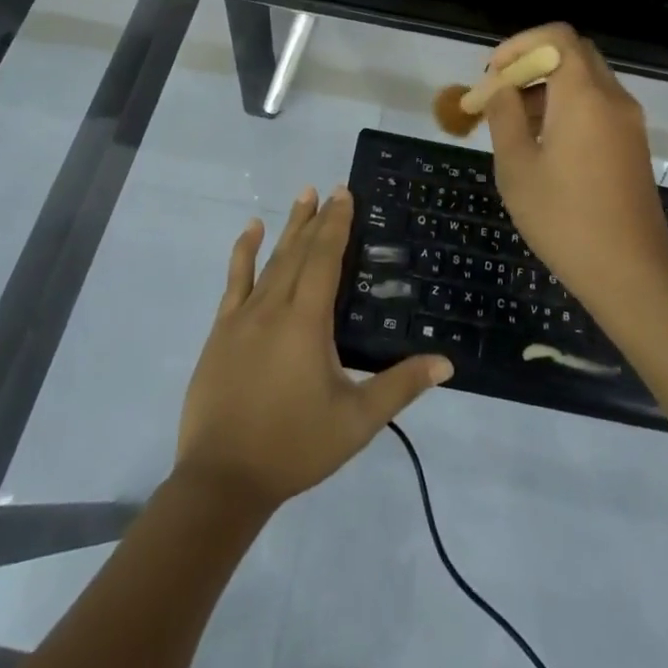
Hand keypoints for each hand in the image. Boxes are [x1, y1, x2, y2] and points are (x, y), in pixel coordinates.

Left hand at [175, 187, 451, 511]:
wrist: (222, 479)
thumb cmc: (294, 446)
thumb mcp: (356, 421)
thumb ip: (400, 386)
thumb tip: (446, 362)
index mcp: (307, 321)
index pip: (325, 258)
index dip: (336, 224)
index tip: (345, 193)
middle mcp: (274, 307)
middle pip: (299, 251)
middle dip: (317, 218)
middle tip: (330, 188)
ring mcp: (243, 317)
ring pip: (270, 260)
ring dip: (288, 226)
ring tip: (302, 195)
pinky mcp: (221, 331)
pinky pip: (235, 280)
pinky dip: (243, 252)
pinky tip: (251, 231)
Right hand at [483, 23, 667, 296]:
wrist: (631, 273)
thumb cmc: (564, 219)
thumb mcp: (517, 167)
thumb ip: (504, 116)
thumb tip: (501, 89)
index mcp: (584, 96)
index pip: (557, 37)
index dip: (520, 43)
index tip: (493, 72)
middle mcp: (613, 98)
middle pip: (574, 53)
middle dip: (532, 63)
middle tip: (500, 92)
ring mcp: (628, 122)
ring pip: (586, 79)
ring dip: (548, 86)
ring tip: (513, 122)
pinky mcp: (633, 144)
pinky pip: (598, 105)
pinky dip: (568, 105)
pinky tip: (543, 142)